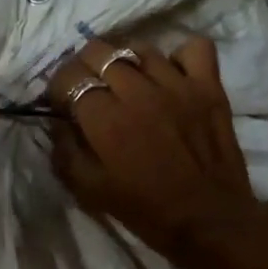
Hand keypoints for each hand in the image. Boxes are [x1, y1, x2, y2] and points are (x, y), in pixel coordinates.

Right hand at [47, 37, 267, 268]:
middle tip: (88, 86)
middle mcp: (139, 91)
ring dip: (124, 60)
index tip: (59, 101)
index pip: (71, 77)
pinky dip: (179, 55)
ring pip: (140, 48)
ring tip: (125, 79)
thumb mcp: (90, 191)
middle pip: (100, 52)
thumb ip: (66, 152)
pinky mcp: (209, 86)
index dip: (58, 86)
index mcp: (106, 119)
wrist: (208, 220)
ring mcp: (178, 84)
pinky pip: (193, 48)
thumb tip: (59, 123)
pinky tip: (171, 75)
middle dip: (84, 66)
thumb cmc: (146, 210)